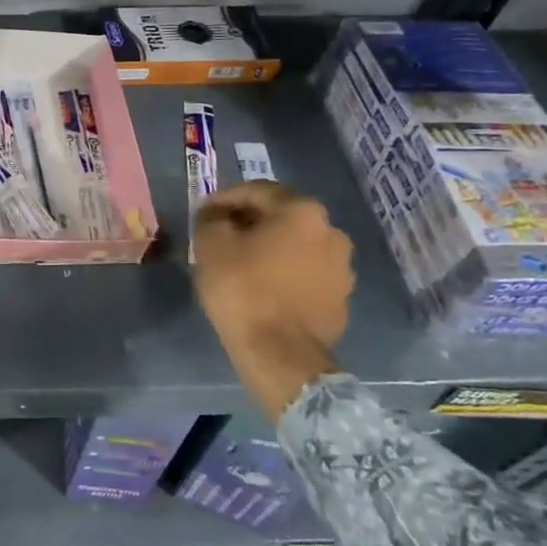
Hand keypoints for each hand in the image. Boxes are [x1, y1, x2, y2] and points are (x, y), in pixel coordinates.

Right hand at [192, 181, 354, 419]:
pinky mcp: (341, 297)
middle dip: (251, 223)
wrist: (280, 354)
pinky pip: (307, 273)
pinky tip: (264, 288)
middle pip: (282, 216)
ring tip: (243, 265)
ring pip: (297, 245)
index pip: (257, 191)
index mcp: (302, 211)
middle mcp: (331, 231)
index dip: (225, 199)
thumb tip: (215, 213)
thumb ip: (211, 218)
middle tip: (223, 237)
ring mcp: (342, 267)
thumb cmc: (243, 290)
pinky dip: (286, 273)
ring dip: (271, 248)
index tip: (204, 213)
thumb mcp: (211, 245)